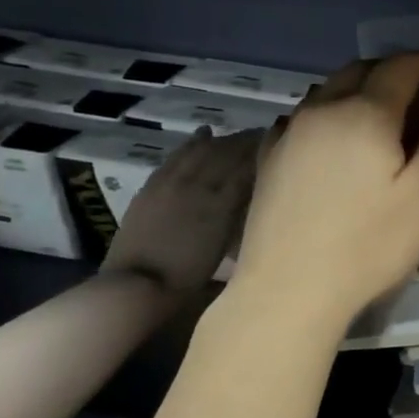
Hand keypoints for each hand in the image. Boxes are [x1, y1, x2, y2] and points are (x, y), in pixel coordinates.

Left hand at [101, 129, 258, 292]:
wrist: (138, 284)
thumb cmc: (189, 274)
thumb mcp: (226, 246)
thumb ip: (241, 214)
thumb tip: (257, 192)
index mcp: (222, 202)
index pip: (247, 167)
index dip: (264, 153)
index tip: (280, 144)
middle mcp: (199, 185)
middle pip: (227, 154)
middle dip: (247, 142)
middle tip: (265, 135)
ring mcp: (173, 183)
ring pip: (202, 151)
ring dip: (223, 140)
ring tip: (239, 135)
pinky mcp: (153, 186)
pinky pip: (177, 156)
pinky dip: (193, 143)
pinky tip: (204, 133)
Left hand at [229, 53, 418, 325]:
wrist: (288, 291)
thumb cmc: (369, 244)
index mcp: (365, 113)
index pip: (401, 68)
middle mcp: (322, 109)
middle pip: (361, 70)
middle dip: (396, 69)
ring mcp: (289, 132)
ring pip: (330, 90)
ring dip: (362, 87)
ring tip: (385, 109)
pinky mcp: (270, 158)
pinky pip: (305, 115)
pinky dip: (332, 110)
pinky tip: (337, 135)